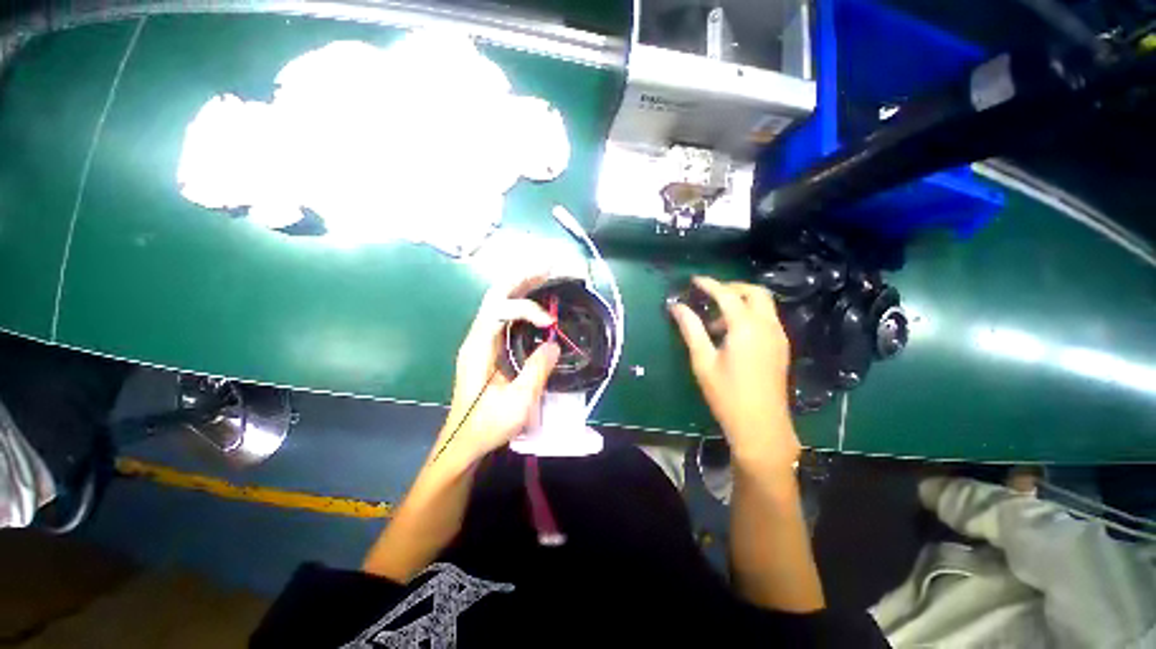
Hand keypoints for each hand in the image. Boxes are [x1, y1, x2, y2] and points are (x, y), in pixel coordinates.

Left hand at [438, 274, 559, 465]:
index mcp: (479, 347)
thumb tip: (553, 345)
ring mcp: (481, 341)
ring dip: (521, 286)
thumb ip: (537, 370)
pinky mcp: (488, 348)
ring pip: (498, 302)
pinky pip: (504, 316)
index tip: (550, 325)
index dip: (528, 309)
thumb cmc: (487, 425)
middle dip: (521, 278)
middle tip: (548, 268)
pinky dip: (521, 303)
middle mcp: (477, 337)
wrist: (464, 441)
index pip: (500, 309)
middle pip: (495, 295)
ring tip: (545, 276)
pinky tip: (536, 303)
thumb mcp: (518, 402)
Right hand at [669, 276, 798, 469]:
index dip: (709, 284)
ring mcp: (778, 336)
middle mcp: (767, 325)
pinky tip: (732, 334)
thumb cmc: (727, 394)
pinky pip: (767, 318)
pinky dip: (750, 315)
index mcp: (746, 327)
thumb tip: (676, 306)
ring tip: (715, 321)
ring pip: (763, 304)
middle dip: (731, 288)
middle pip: (754, 292)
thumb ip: (690, 329)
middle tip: (709, 295)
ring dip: (741, 302)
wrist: (761, 426)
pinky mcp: (781, 347)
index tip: (693, 280)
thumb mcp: (703, 360)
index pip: (727, 294)